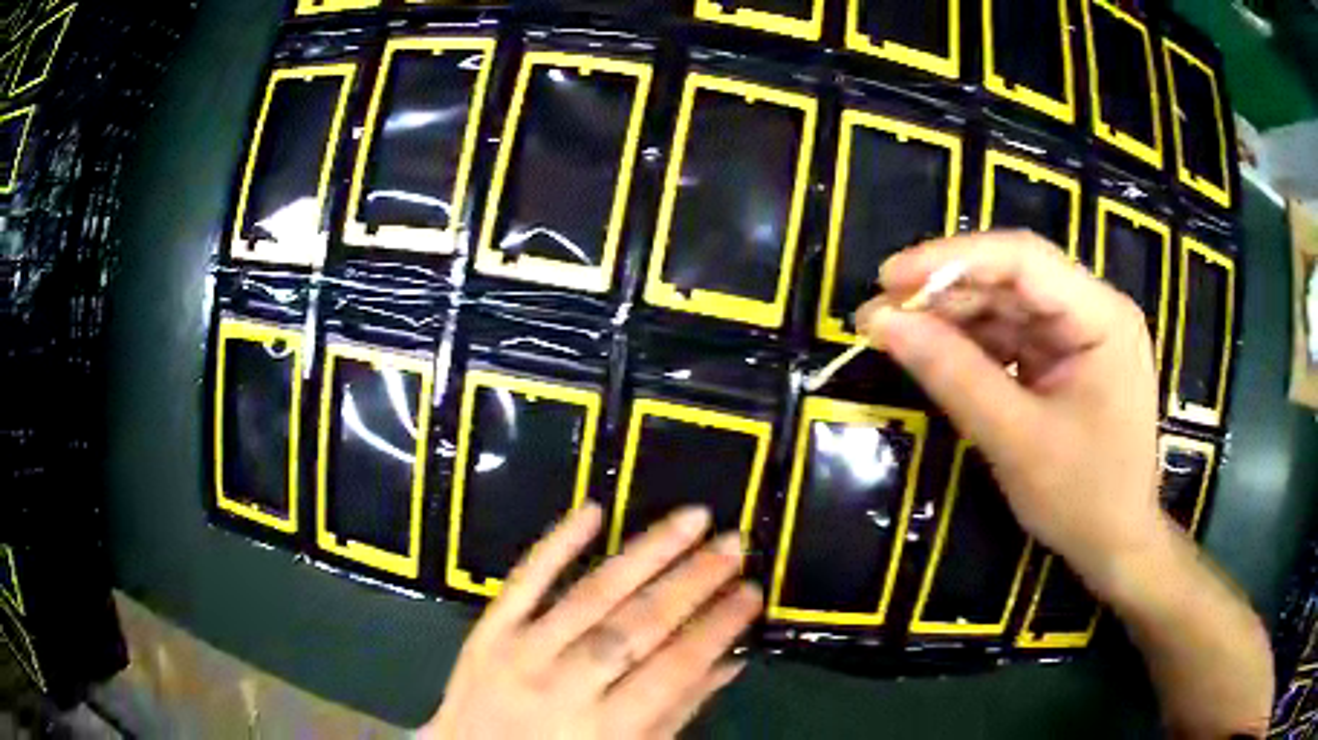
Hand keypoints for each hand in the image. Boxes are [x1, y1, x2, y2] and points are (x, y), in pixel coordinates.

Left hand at [418, 504, 761, 739]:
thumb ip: (676, 712)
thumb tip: (729, 662)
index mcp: (606, 728)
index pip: (675, 667)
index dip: (718, 626)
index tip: (752, 591)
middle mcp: (564, 685)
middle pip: (638, 624)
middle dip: (693, 581)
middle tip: (733, 545)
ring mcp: (519, 651)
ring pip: (592, 593)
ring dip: (646, 552)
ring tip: (691, 519)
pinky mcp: (487, 630)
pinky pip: (523, 580)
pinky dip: (557, 542)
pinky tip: (594, 509)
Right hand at [857, 230, 1162, 586]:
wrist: (1116, 546)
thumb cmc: (1082, 499)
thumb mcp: (1016, 440)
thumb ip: (953, 375)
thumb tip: (882, 322)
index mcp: (1101, 317)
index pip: (1022, 260)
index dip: (951, 259)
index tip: (888, 277)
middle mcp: (1094, 311)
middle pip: (1012, 279)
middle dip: (945, 293)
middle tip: (878, 313)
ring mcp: (1080, 335)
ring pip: (1007, 306)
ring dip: (953, 318)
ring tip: (895, 334)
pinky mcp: (1066, 359)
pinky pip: (1012, 337)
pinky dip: (972, 345)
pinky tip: (936, 353)